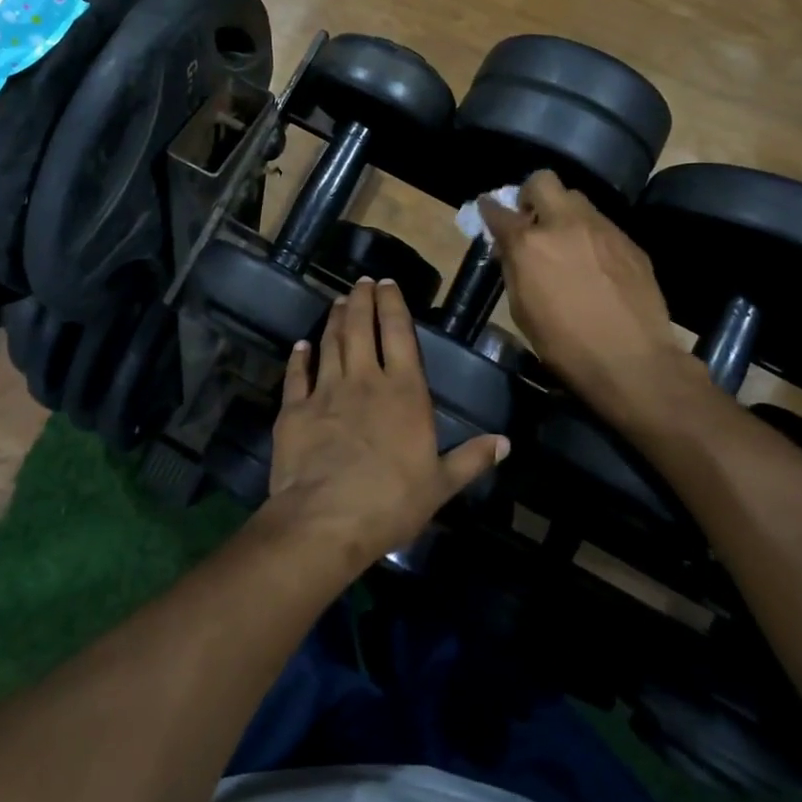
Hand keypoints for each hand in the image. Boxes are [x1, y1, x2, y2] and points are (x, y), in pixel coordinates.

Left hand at [265, 278, 508, 570]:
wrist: (326, 520)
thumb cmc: (391, 503)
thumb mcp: (441, 485)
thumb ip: (471, 459)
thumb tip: (506, 442)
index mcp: (404, 392)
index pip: (400, 334)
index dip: (394, 305)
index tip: (389, 284)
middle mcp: (364, 380)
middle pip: (362, 327)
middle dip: (362, 299)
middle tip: (362, 281)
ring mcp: (326, 391)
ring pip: (331, 342)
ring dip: (336, 319)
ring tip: (340, 301)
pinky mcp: (295, 408)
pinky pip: (297, 374)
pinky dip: (299, 357)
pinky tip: (301, 345)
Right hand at [479, 171, 703, 428]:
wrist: (632, 361)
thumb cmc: (565, 345)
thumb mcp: (522, 310)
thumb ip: (514, 269)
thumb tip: (511, 248)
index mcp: (530, 244)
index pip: (498, 211)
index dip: (490, 209)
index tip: (488, 210)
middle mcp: (565, 224)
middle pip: (543, 181)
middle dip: (531, 194)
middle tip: (532, 219)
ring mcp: (602, 229)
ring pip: (578, 199)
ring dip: (564, 213)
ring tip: (566, 241)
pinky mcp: (630, 242)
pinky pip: (602, 225)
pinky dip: (590, 235)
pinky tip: (595, 264)